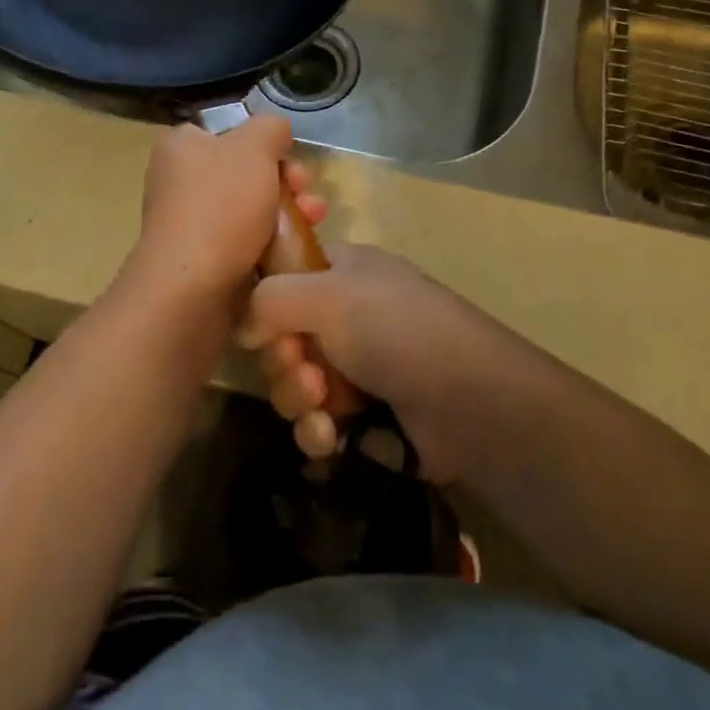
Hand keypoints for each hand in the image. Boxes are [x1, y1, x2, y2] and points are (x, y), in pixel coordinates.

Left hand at [127, 117, 325, 310]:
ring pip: (251, 210)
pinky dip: (272, 246)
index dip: (266, 144)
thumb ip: (270, 128)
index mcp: (181, 148)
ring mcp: (190, 225)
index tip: (292, 160)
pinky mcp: (204, 263)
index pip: (229, 133)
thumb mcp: (254, 147)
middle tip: (308, 195)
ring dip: (288, 214)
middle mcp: (179, 182)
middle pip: (246, 173)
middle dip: (287, 183)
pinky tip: (296, 253)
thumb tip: (276, 133)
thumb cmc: (220, 207)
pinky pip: (246, 244)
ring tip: (315, 223)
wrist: (191, 291)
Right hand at [239, 244, 496, 481]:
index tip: (260, 322)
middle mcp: (347, 315)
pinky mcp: (364, 417)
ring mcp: (356, 366)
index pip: (284, 276)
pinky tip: (333, 438)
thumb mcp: (327, 294)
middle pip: (281, 337)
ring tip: (323, 405)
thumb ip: (269, 298)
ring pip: (294, 384)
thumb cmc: (395, 328)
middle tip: (301, 366)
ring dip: (298, 397)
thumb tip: (241, 324)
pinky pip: (317, 423)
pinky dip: (318, 431)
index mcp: (343, 272)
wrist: (468, 401)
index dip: (265, 300)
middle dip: (282, 359)